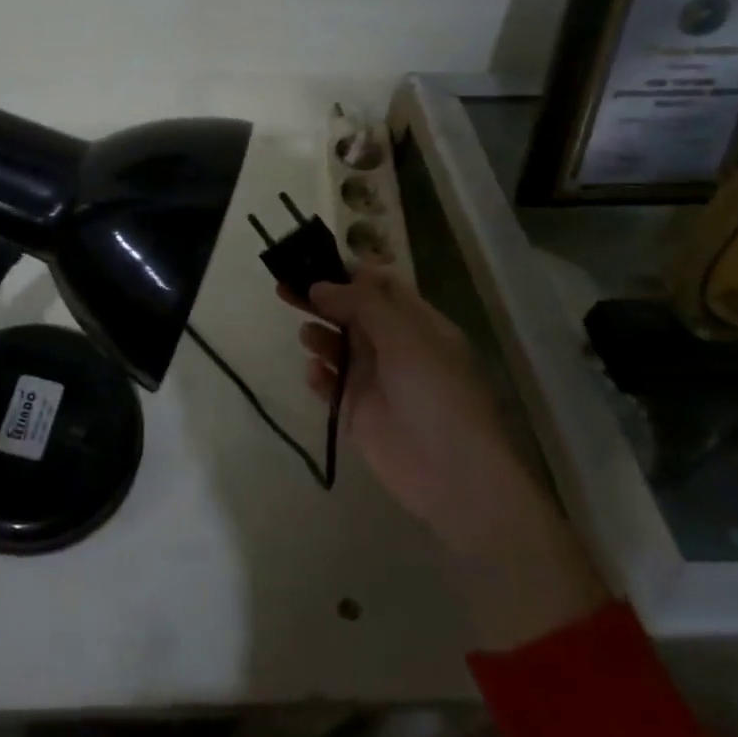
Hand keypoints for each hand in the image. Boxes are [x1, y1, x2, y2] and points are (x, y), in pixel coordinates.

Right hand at [297, 266, 608, 649]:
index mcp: (416, 323)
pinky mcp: (356, 410)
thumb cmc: (436, 395)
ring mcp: (374, 379)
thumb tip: (320, 284)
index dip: (346, 271)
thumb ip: (361, 304)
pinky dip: (319, 374)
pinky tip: (314, 373)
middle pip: (350, 311)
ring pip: (336, 344)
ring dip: (318, 334)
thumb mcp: (405, 337)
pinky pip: (329, 383)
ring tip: (306, 335)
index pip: (378, 286)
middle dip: (320, 298)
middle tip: (284, 286)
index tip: (311, 259)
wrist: (453, 476)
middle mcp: (393, 346)